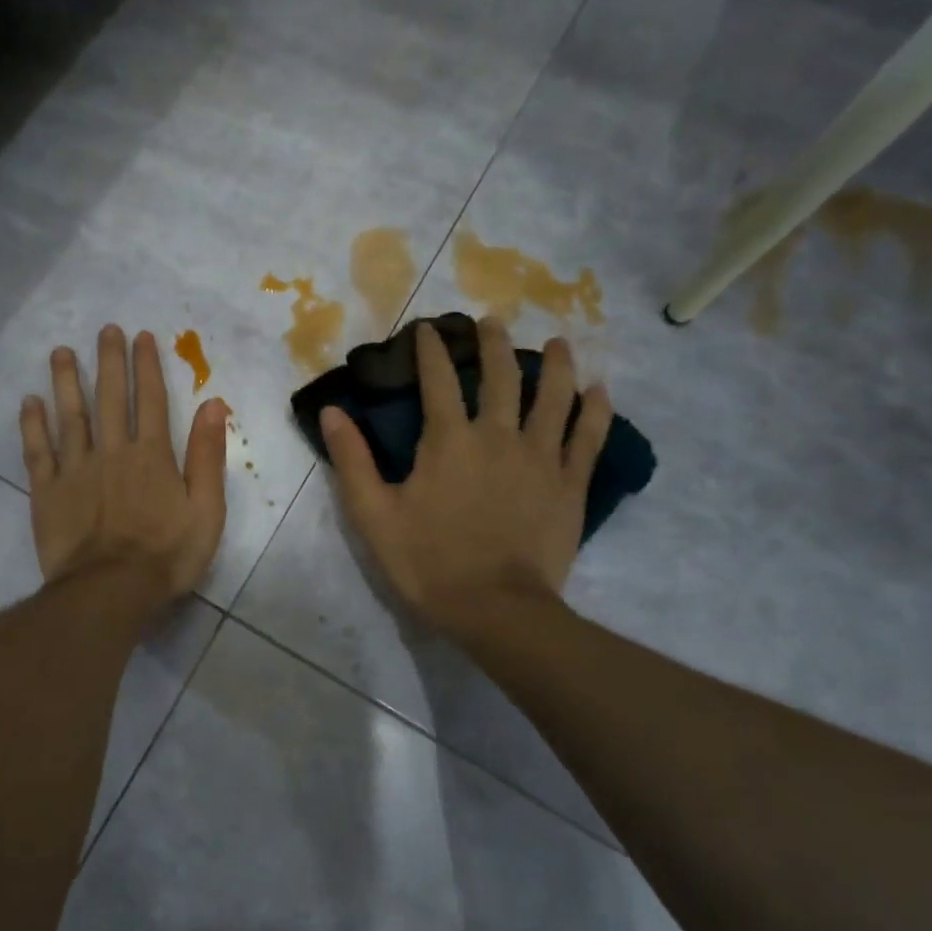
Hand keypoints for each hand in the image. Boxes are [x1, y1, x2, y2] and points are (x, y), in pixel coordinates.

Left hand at [20, 325, 228, 607]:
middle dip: (109, 361)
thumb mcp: (206, 510)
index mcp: (152, 456)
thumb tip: (214, 404)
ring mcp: (76, 469)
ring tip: (61, 352)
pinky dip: (33, 425)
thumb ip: (208, 456)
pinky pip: (38, 451)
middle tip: (104, 331)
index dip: (147, 367)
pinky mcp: (47, 491)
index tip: (141, 337)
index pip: (151, 400)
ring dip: (66, 382)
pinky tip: (29, 402)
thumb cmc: (166, 555)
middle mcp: (112, 451)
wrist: (110, 591)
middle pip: (110, 398)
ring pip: (70, 416)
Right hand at [321, 321, 611, 635]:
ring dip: (555, 365)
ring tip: (558, 342)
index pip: (438, 380)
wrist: (496, 609)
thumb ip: (352, 459)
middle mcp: (499, 435)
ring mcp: (542, 458)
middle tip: (493, 321)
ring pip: (554, 397)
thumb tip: (332, 410)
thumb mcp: (373, 514)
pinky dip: (595, 411)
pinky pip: (589, 438)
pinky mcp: (570, 484)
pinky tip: (599, 391)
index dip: (432, 350)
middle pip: (502, 376)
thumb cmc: (428, 561)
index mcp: (449, 440)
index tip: (429, 328)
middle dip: (494, 343)